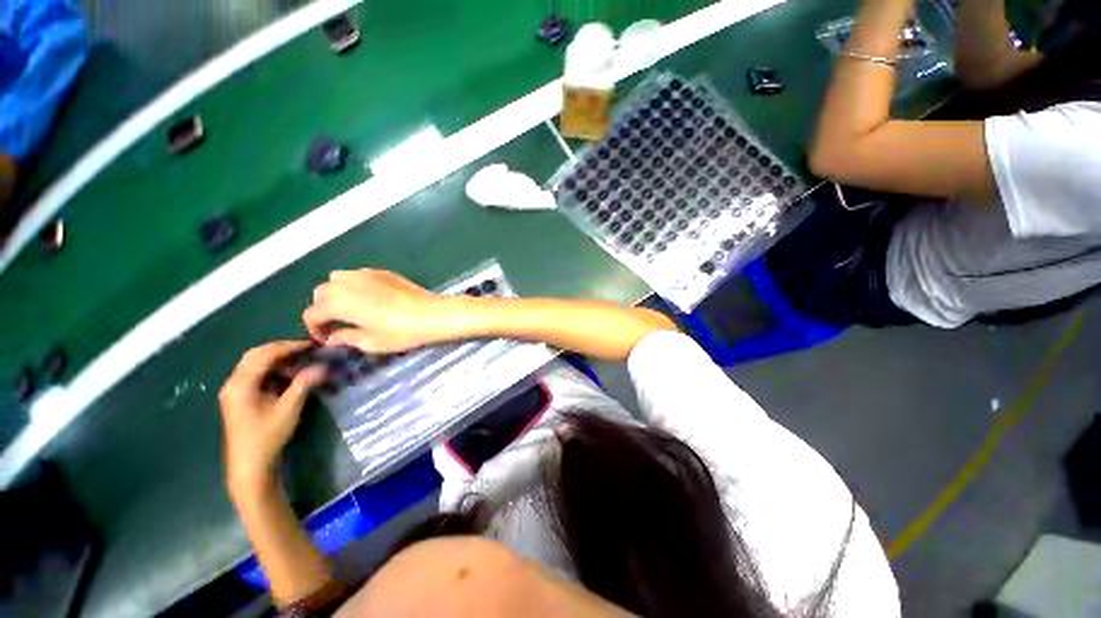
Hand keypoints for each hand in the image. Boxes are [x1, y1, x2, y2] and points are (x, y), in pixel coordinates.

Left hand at [219, 341, 324, 496]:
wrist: (249, 464)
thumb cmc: (267, 436)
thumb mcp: (289, 408)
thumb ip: (304, 383)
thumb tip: (323, 366)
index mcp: (241, 384)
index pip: (265, 355)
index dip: (289, 347)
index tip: (312, 345)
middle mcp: (233, 382)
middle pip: (256, 355)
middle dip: (282, 349)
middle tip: (306, 350)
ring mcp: (234, 390)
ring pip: (255, 364)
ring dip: (278, 360)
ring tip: (301, 362)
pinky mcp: (239, 397)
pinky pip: (255, 374)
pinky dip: (273, 370)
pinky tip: (289, 376)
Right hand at [302, 269, 457, 352]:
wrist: (433, 315)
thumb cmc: (402, 332)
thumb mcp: (372, 342)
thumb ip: (347, 338)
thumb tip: (333, 338)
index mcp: (340, 302)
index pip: (312, 313)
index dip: (314, 329)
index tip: (326, 339)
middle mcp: (348, 283)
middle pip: (321, 292)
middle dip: (323, 309)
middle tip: (337, 324)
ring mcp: (367, 274)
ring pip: (337, 278)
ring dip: (336, 293)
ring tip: (350, 309)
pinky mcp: (383, 272)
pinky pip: (358, 274)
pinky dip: (354, 284)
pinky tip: (369, 298)